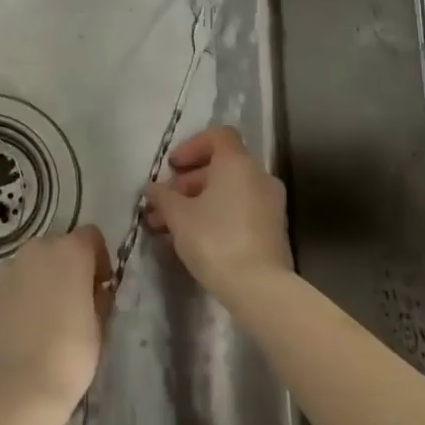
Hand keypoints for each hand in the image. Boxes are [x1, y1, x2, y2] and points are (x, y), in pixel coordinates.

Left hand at [0, 226, 110, 424]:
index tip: (99, 287)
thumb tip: (93, 291)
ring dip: (38, 281)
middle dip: (66, 268)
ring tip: (40, 319)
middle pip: (57, 248)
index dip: (98, 259)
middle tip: (70, 304)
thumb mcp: (99, 327)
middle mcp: (36, 249)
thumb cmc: (69, 357)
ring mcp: (6, 267)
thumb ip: (97, 298)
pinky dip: (15, 297)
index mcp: (71, 252)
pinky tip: (17, 328)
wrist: (15, 388)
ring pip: (29, 265)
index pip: (90, 236)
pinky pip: (7, 284)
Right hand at [143, 125, 291, 303]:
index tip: (172, 167)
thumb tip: (152, 188)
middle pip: (220, 166)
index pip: (218, 136)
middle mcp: (258, 176)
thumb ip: (162, 196)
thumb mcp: (178, 216)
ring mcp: (269, 204)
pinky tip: (192, 239)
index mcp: (237, 164)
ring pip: (228, 192)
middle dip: (187, 183)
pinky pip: (239, 210)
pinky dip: (216, 215)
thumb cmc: (214, 239)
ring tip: (169, 226)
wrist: (259, 288)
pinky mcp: (272, 229)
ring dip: (197, 202)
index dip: (192, 146)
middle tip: (163, 204)